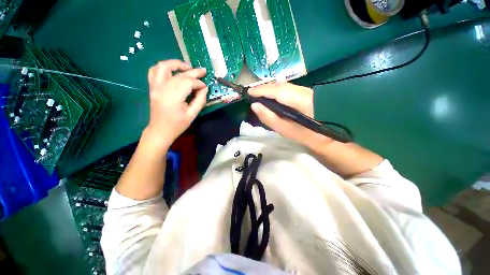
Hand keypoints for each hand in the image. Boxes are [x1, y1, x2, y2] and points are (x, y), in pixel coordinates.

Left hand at [144, 60, 207, 151]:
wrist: (160, 130)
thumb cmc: (178, 125)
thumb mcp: (192, 114)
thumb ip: (200, 100)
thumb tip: (205, 89)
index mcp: (174, 97)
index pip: (189, 83)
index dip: (199, 83)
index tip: (205, 87)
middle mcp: (163, 88)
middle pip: (180, 74)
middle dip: (194, 72)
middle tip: (203, 71)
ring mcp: (155, 86)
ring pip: (164, 66)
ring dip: (176, 64)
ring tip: (187, 67)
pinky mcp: (152, 87)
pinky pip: (154, 71)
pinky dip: (163, 67)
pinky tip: (172, 70)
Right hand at [249, 82, 331, 147]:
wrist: (330, 136)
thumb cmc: (306, 136)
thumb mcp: (286, 130)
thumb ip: (269, 118)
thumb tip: (254, 105)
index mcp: (300, 100)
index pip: (276, 90)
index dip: (261, 90)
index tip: (249, 92)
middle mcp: (303, 91)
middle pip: (280, 85)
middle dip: (264, 88)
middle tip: (252, 94)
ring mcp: (306, 90)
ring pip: (284, 85)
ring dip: (270, 89)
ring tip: (259, 95)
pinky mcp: (307, 92)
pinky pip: (288, 88)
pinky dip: (277, 91)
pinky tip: (272, 96)